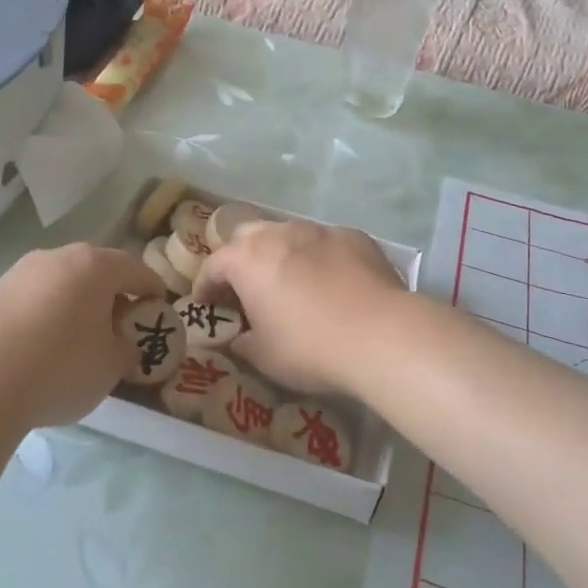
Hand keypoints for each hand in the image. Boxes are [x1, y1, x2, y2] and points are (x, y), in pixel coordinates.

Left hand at [0, 243, 163, 431]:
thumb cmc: (58, 367)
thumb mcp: (111, 366)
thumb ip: (126, 349)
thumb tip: (121, 343)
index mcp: (95, 265)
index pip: (137, 269)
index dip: (153, 290)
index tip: (158, 311)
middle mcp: (57, 257)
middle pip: (96, 270)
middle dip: (113, 294)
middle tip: (120, 326)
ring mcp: (19, 273)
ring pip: (61, 282)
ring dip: (76, 304)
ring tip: (79, 340)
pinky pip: (33, 299)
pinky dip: (46, 316)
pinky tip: (42, 348)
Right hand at [192, 218, 408, 394]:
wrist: (382, 335)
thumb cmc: (310, 348)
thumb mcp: (264, 356)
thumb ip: (241, 342)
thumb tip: (237, 337)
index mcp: (247, 259)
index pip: (213, 266)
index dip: (205, 287)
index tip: (205, 306)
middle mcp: (280, 233)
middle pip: (247, 237)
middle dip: (241, 260)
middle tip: (246, 289)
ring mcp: (320, 230)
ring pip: (289, 234)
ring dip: (281, 255)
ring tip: (291, 283)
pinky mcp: (354, 237)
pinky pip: (326, 243)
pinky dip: (320, 258)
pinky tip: (333, 283)